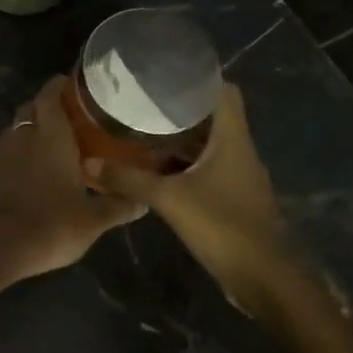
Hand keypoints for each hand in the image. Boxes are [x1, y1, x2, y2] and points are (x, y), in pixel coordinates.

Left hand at [0, 76, 145, 280]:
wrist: (1, 245)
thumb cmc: (53, 222)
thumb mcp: (94, 219)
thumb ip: (118, 206)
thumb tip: (143, 202)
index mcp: (51, 135)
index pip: (50, 94)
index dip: (59, 85)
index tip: (73, 85)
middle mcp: (24, 135)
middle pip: (31, 108)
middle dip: (45, 107)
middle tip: (68, 117)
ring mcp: (3, 153)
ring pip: (17, 129)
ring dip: (31, 130)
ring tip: (52, 143)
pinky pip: (8, 152)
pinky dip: (20, 153)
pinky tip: (34, 169)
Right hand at [84, 84, 290, 313]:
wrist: (263, 278)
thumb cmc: (222, 226)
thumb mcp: (169, 199)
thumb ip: (129, 180)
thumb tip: (90, 163)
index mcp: (232, 139)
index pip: (224, 91)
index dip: (199, 78)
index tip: (165, 74)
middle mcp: (239, 150)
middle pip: (214, 115)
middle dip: (181, 107)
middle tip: (143, 100)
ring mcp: (239, 175)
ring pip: (210, 142)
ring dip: (182, 136)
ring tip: (144, 128)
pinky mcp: (233, 196)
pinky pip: (208, 166)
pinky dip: (185, 161)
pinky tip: (158, 167)